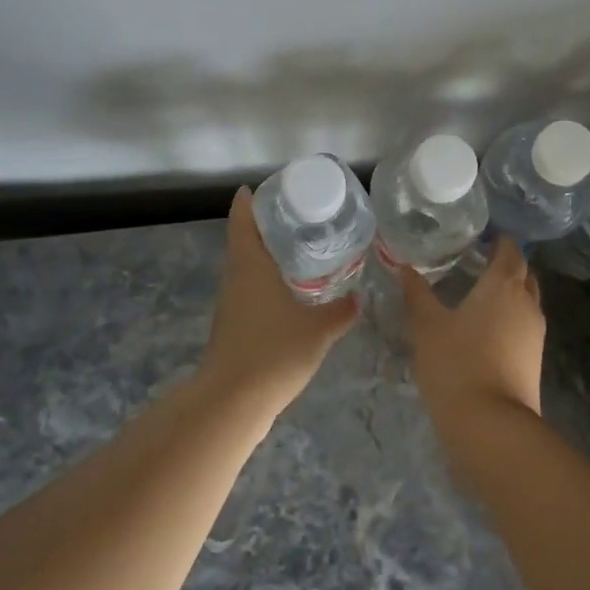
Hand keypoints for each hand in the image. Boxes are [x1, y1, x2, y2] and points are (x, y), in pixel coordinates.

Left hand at [197, 187, 358, 412]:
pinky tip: (288, 292)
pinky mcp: (232, 326)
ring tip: (298, 249)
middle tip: (295, 215)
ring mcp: (231, 304)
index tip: (260, 188)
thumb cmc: (274, 353)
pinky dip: (265, 282)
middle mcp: (235, 279)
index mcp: (250, 266)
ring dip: (265, 255)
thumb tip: (358, 298)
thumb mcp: (317, 331)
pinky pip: (248, 291)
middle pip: (243, 241)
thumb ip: (339, 312)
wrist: (233, 402)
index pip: (243, 221)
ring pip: (245, 268)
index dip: (248, 203)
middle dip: (264, 226)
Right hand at [400, 238, 545, 424]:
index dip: (499, 241)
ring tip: (479, 295)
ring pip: (527, 301)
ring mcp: (535, 334)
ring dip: (510, 292)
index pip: (510, 251)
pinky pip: (525, 325)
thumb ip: (417, 294)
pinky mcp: (535, 360)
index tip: (481, 238)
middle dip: (507, 265)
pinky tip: (486, 329)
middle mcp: (527, 304)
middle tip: (478, 263)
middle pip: (524, 274)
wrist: (490, 425)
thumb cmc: (457, 364)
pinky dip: (510, 317)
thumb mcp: (427, 326)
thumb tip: (405, 268)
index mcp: (504, 286)